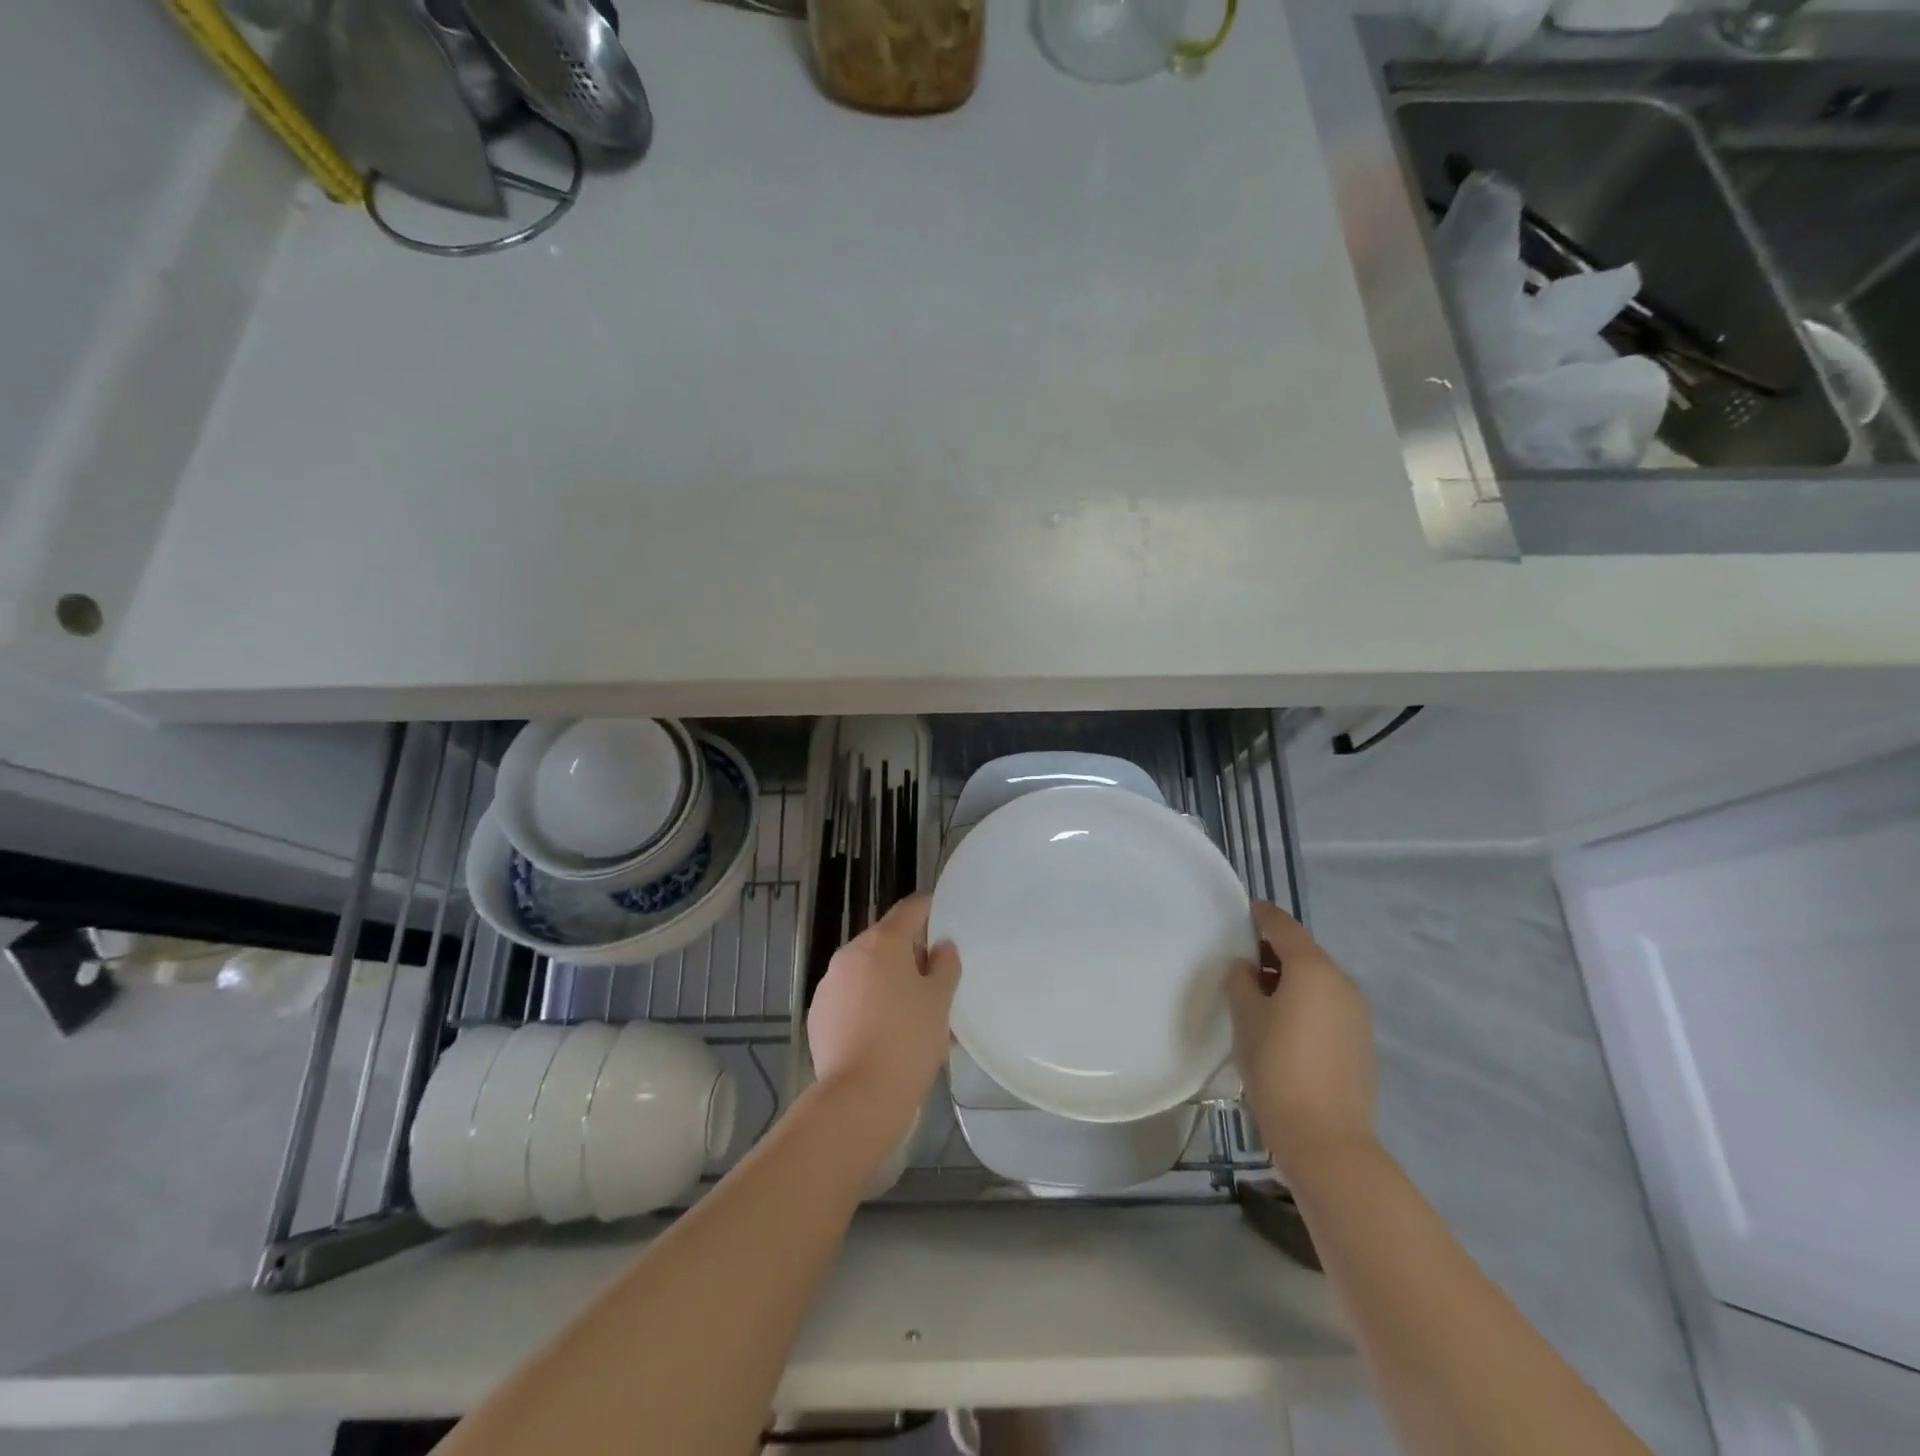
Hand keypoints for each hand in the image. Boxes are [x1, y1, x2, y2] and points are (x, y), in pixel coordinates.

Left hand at [806, 895, 960, 1141]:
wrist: (859, 1096)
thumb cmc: (909, 1039)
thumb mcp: (940, 1000)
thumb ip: (945, 965)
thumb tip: (941, 947)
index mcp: (883, 942)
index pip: (910, 909)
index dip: (929, 910)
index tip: (945, 920)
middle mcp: (850, 954)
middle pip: (886, 940)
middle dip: (909, 955)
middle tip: (934, 982)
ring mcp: (829, 984)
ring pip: (866, 971)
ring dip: (886, 981)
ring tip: (909, 1014)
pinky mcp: (818, 1014)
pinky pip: (849, 998)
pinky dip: (866, 1004)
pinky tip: (882, 1034)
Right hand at [1226, 900, 1376, 1180]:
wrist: (1326, 1139)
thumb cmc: (1277, 1068)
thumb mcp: (1246, 1018)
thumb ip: (1241, 982)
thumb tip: (1246, 969)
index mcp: (1313, 969)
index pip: (1283, 926)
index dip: (1261, 915)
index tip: (1242, 911)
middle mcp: (1342, 982)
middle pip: (1304, 951)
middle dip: (1273, 950)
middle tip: (1240, 961)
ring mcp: (1357, 1013)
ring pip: (1318, 979)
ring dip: (1289, 978)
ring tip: (1258, 995)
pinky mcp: (1361, 1040)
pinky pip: (1328, 1004)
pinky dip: (1305, 1001)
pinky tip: (1283, 1024)